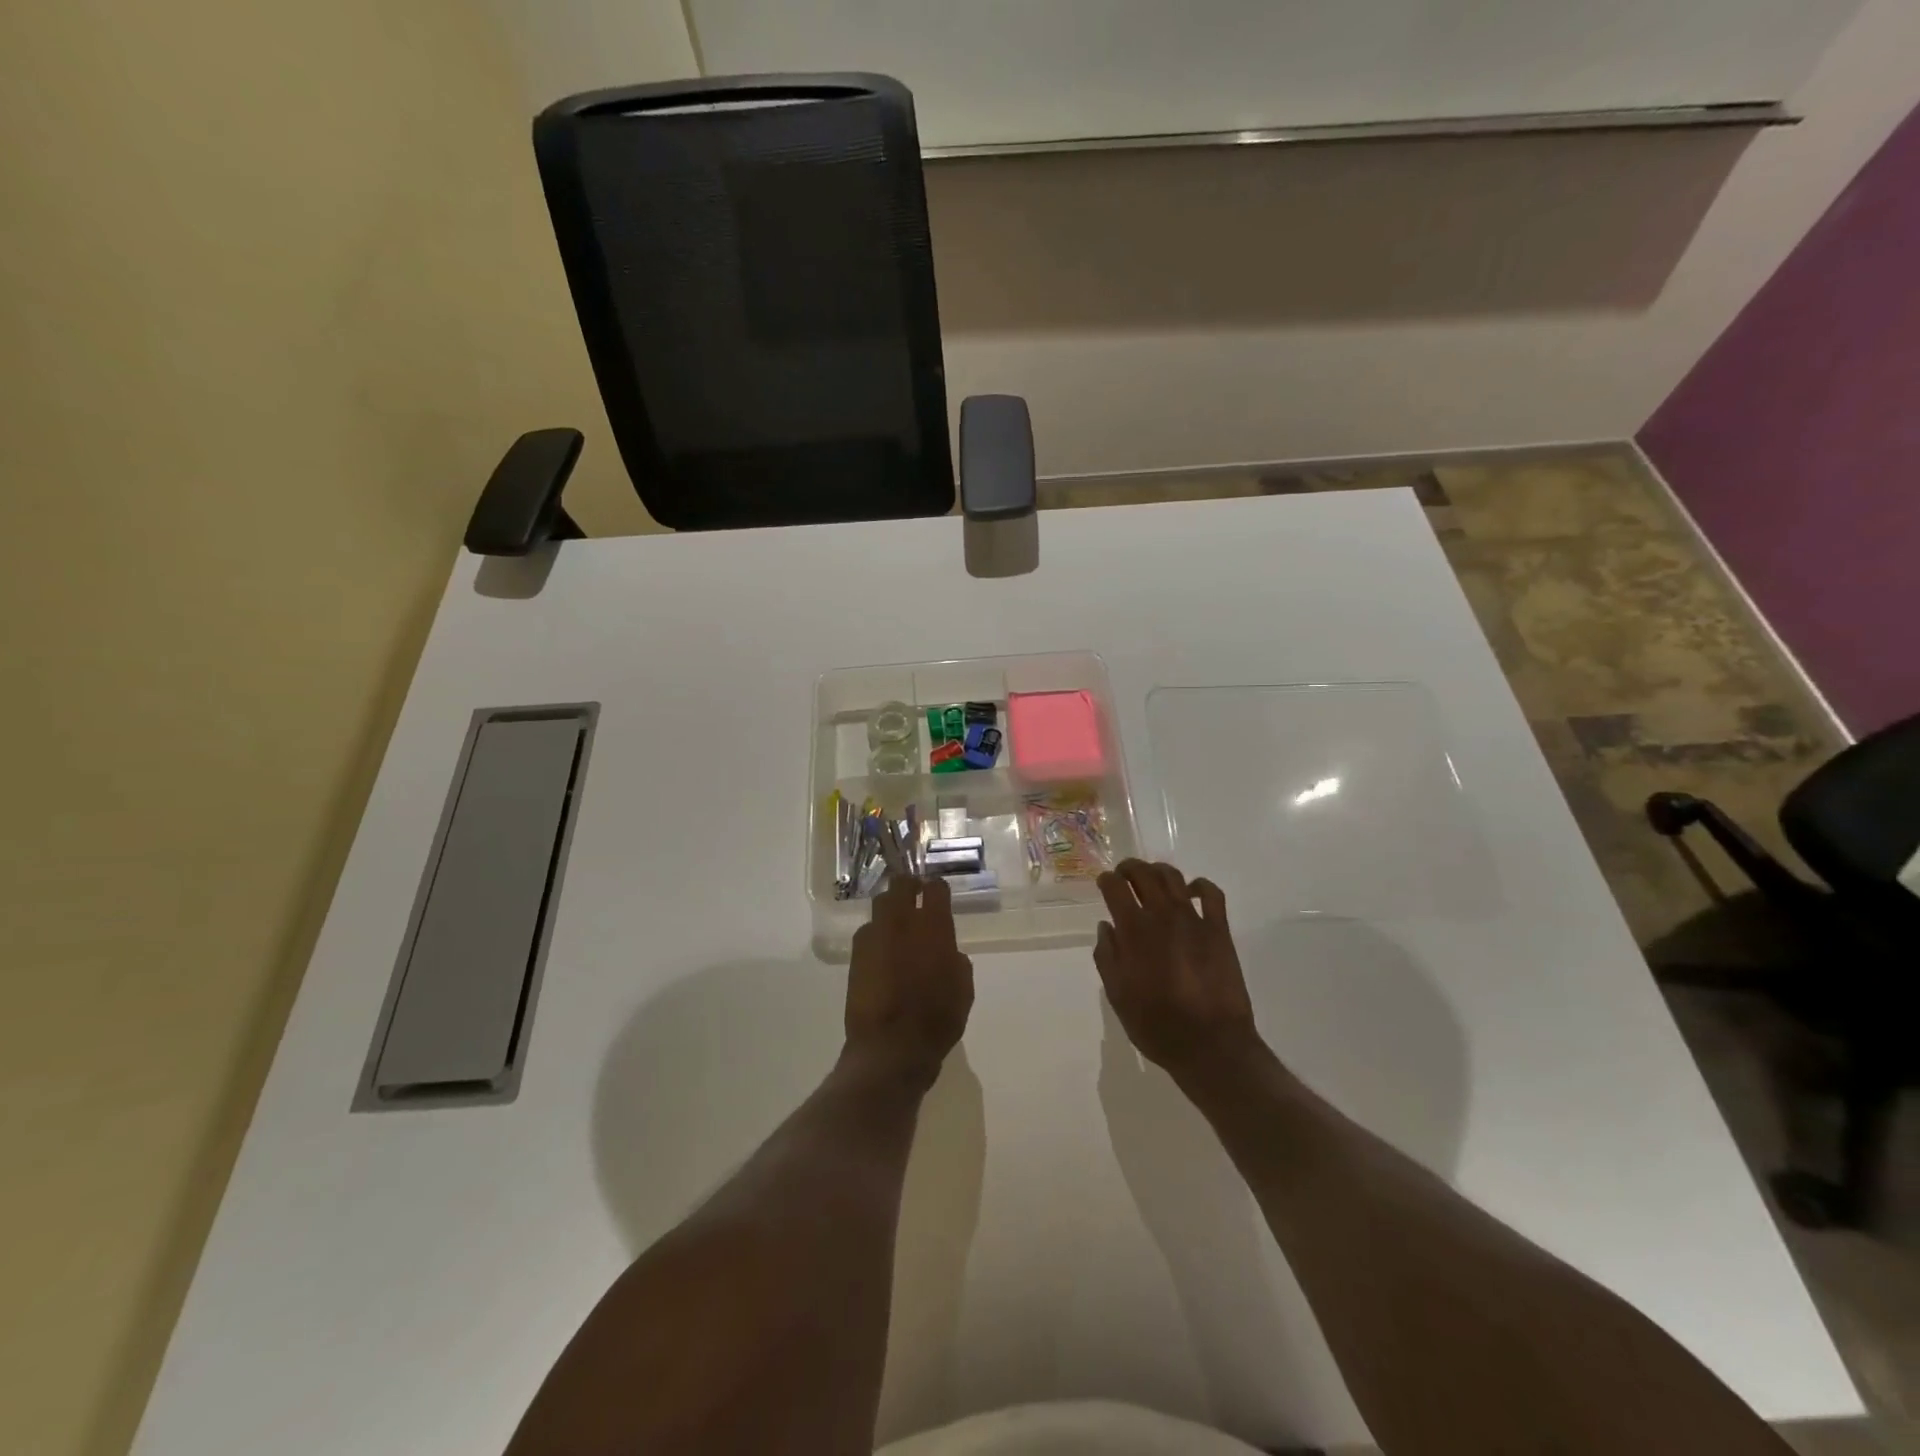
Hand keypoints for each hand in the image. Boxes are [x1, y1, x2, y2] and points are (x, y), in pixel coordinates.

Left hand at [846, 875, 974, 1089]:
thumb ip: (956, 961)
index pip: (936, 889)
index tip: (938, 893)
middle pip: (901, 885)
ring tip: (896, 925)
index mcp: (934, 928)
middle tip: (915, 896)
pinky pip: (867, 932)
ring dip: (890, 909)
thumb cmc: (937, 1020)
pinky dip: (876, 935)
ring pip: (880, 905)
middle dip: (909, 886)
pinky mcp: (856, 954)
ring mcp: (875, 936)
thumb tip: (948, 953)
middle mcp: (902, 922)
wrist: (891, 1047)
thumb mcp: (963, 990)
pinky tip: (882, 952)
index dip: (937, 888)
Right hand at [1095, 860, 1263, 1082]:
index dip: (1107, 880)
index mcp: (1134, 931)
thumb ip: (1107, 956)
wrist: (1211, 1045)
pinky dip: (1199, 885)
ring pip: (1174, 877)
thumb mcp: (1118, 995)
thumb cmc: (1157, 1025)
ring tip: (1152, 877)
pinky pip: (1211, 894)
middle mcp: (1162, 916)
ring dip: (1158, 871)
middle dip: (1130, 868)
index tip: (1104, 882)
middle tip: (1124, 874)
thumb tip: (1106, 927)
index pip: (1116, 888)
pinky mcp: (1219, 930)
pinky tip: (1191, 890)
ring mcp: (1194, 919)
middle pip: (1144, 874)